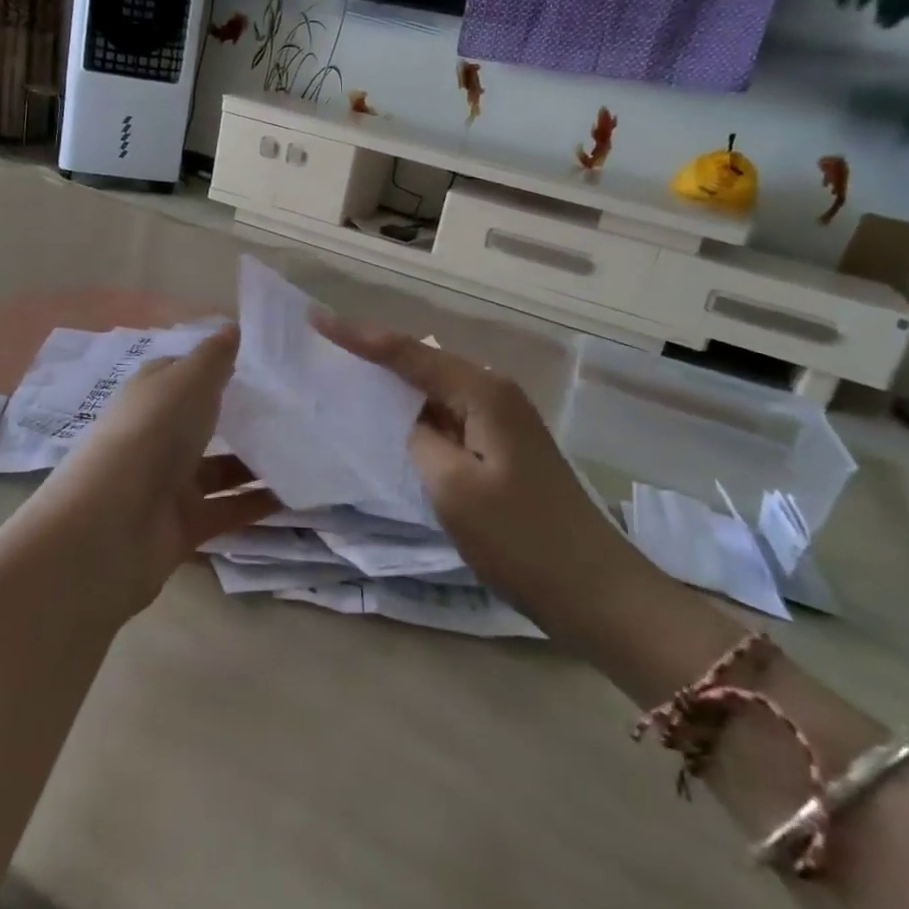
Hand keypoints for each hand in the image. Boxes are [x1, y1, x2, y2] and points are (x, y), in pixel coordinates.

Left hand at [28, 325, 276, 615]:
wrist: (114, 525)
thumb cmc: (153, 434)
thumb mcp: (188, 381)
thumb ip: (215, 357)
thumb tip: (233, 327)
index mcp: (151, 396)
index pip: (185, 374)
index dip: (219, 366)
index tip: (265, 364)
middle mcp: (157, 436)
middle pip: (204, 422)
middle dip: (244, 416)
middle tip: (297, 408)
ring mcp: (169, 483)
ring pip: (221, 468)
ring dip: (258, 461)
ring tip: (308, 450)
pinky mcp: (185, 524)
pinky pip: (229, 509)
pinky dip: (258, 503)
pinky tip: (298, 493)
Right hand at [316, 318, 651, 625]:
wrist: (594, 590)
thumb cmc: (520, 539)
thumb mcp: (453, 487)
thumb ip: (418, 438)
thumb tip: (408, 420)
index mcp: (482, 392)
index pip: (408, 353)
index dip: (358, 336)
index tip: (315, 318)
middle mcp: (494, 393)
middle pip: (422, 361)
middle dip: (373, 351)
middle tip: (323, 342)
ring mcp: (501, 421)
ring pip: (434, 389)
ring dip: (392, 383)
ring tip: (343, 373)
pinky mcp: (501, 448)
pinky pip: (447, 417)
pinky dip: (414, 414)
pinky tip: (388, 421)